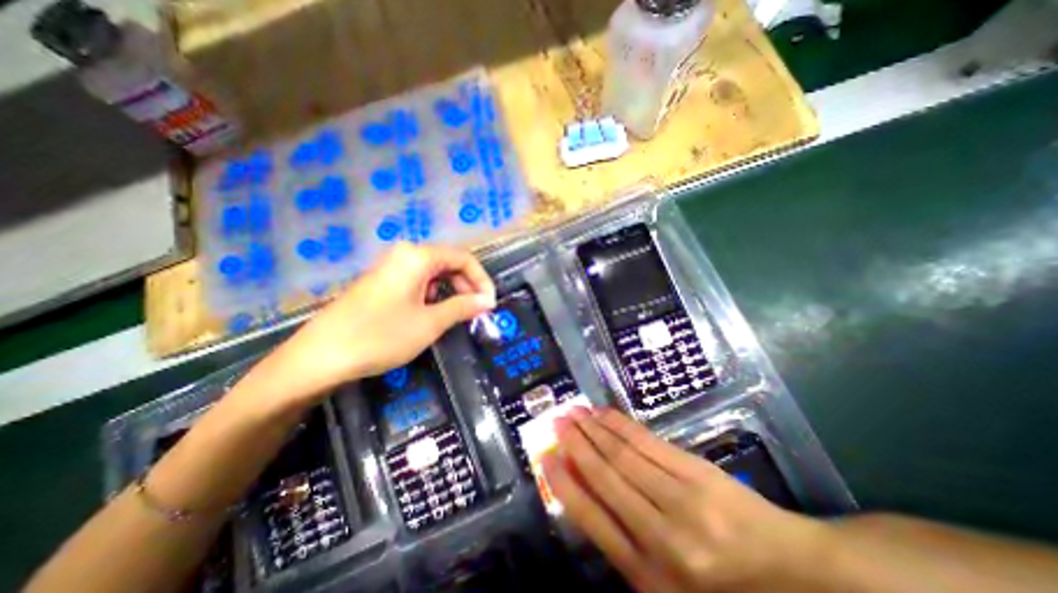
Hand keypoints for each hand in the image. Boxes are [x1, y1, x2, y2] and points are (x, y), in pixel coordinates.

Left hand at [265, 242, 495, 401]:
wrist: (320, 357)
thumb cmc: (381, 336)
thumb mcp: (430, 323)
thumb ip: (463, 307)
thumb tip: (488, 301)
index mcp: (418, 257)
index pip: (463, 258)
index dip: (481, 280)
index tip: (490, 304)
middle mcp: (405, 255)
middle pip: (448, 263)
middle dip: (467, 286)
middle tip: (476, 312)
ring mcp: (390, 267)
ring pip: (434, 274)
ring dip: (451, 292)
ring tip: (455, 316)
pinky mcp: (382, 282)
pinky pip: (417, 282)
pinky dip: (433, 296)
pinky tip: (431, 315)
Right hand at [546, 408, 826, 591]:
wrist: (794, 576)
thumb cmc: (722, 588)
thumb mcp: (666, 587)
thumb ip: (624, 545)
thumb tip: (584, 494)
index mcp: (648, 576)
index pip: (592, 518)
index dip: (565, 483)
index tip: (546, 457)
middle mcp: (660, 535)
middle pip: (606, 477)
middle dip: (576, 445)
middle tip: (556, 421)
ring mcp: (681, 499)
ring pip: (623, 455)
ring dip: (594, 429)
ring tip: (574, 411)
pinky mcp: (697, 472)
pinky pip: (648, 443)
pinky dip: (622, 426)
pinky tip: (605, 414)